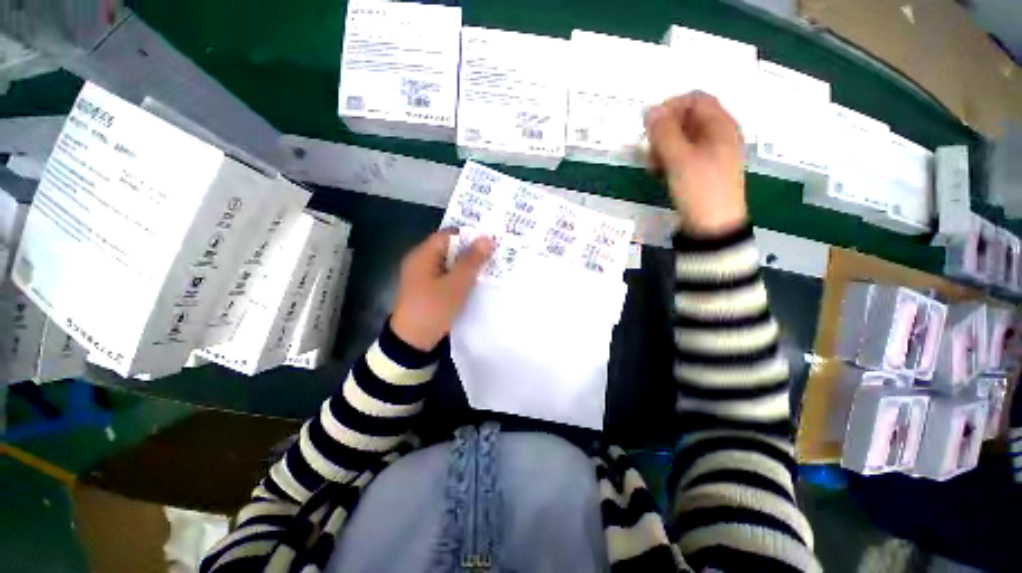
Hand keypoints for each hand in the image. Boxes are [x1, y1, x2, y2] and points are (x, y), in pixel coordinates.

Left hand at [390, 231, 494, 350]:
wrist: (412, 342)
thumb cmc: (433, 309)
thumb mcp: (456, 284)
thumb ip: (472, 261)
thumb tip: (487, 238)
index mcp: (422, 255)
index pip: (448, 235)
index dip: (469, 236)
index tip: (489, 242)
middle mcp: (421, 261)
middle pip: (449, 249)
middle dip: (471, 252)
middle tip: (494, 255)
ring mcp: (423, 276)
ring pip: (450, 264)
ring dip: (467, 266)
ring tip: (489, 268)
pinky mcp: (427, 289)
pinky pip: (447, 276)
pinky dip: (460, 277)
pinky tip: (475, 282)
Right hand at [644, 92, 747, 236]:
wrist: (713, 226)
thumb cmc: (699, 189)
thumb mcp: (679, 159)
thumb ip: (663, 133)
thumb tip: (649, 110)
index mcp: (721, 125)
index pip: (695, 99)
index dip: (670, 106)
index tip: (649, 125)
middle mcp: (719, 134)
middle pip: (688, 118)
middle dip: (664, 130)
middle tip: (649, 148)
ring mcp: (711, 153)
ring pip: (683, 138)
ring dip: (663, 146)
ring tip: (652, 164)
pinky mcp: (703, 170)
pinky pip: (683, 155)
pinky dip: (669, 159)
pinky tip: (659, 171)